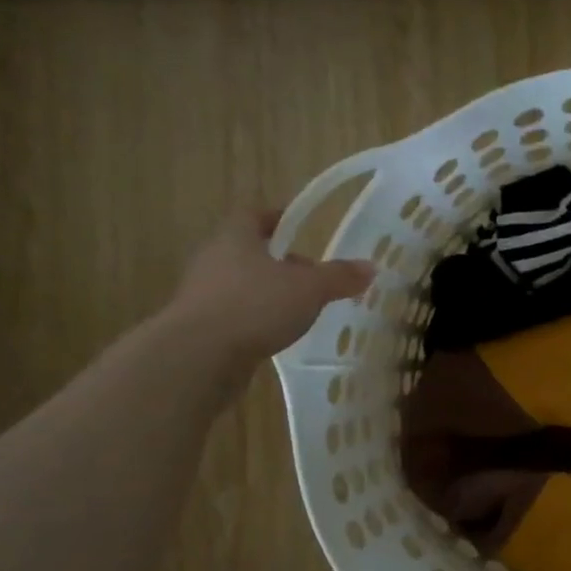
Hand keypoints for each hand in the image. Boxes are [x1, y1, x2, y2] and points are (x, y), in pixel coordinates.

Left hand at [167, 210, 374, 361]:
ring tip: (299, 307)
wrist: (199, 354)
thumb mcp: (309, 289)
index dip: (277, 218)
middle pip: (248, 250)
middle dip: (278, 260)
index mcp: (236, 238)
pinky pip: (235, 312)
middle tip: (309, 273)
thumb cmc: (255, 305)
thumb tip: (371, 267)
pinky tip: (277, 333)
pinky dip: (256, 317)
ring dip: (267, 291)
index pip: (254, 216)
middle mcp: (214, 259)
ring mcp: (203, 293)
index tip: (297, 225)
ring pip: (241, 283)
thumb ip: (339, 277)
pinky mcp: (201, 326)